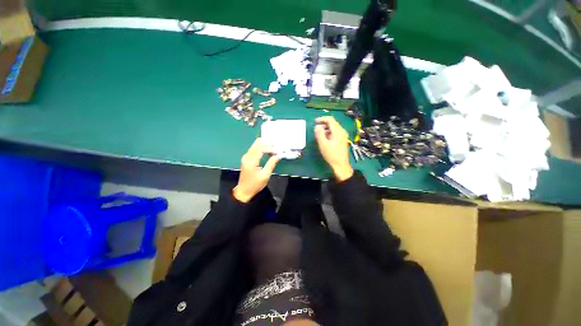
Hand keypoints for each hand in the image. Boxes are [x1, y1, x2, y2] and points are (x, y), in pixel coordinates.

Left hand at [233, 138, 280, 202]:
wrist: (243, 191)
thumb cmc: (255, 184)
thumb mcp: (265, 175)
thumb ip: (271, 163)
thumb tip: (278, 155)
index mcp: (251, 160)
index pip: (261, 148)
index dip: (270, 148)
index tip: (278, 151)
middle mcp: (247, 156)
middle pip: (257, 143)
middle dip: (268, 144)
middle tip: (277, 147)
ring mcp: (246, 157)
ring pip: (256, 145)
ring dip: (265, 146)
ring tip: (274, 149)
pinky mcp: (247, 159)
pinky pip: (255, 149)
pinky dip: (262, 148)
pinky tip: (268, 152)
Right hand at [314, 116, 353, 180]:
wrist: (341, 164)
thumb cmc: (331, 155)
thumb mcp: (323, 144)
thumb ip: (319, 134)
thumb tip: (317, 126)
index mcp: (338, 131)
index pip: (330, 119)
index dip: (322, 119)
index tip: (315, 122)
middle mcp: (342, 131)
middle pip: (332, 123)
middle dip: (323, 124)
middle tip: (316, 130)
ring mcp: (343, 135)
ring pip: (334, 128)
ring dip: (326, 129)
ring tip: (319, 135)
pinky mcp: (343, 139)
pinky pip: (335, 132)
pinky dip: (329, 132)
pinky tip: (325, 139)